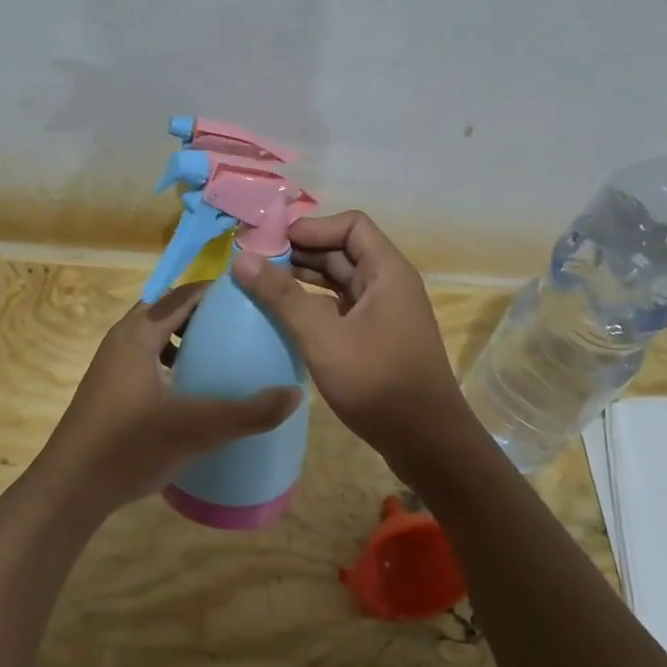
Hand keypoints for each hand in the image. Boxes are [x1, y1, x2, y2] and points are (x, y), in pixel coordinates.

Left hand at [35, 282, 301, 519]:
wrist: (70, 490)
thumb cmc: (130, 448)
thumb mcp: (197, 430)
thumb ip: (249, 413)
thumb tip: (296, 393)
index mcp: (139, 334)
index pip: (184, 294)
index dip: (218, 291)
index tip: (254, 297)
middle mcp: (122, 339)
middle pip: (169, 310)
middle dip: (206, 314)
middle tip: (245, 325)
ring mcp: (111, 364)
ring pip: (156, 336)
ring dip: (187, 338)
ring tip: (223, 354)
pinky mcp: (109, 388)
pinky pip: (148, 358)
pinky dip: (172, 360)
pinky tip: (192, 390)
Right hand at [232, 211, 467, 463]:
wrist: (426, 442)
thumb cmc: (378, 383)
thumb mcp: (323, 337)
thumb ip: (282, 297)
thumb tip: (241, 258)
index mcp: (387, 271)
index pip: (351, 224)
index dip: (313, 227)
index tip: (273, 244)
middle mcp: (389, 284)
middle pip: (343, 250)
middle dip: (301, 252)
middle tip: (256, 265)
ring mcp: (384, 312)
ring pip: (340, 281)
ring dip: (305, 280)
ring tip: (262, 288)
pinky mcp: (376, 338)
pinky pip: (341, 307)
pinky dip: (314, 306)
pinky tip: (286, 319)